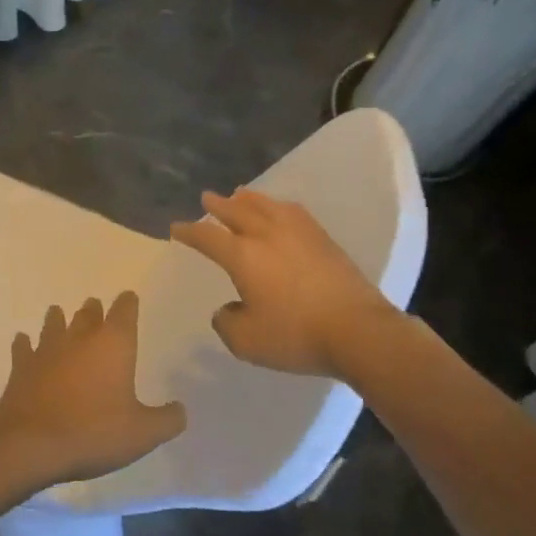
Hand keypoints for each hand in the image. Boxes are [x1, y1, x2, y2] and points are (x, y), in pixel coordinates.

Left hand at [0, 294, 186, 487]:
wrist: (31, 444)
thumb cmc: (94, 433)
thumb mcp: (143, 434)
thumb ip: (166, 420)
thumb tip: (180, 410)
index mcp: (113, 345)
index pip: (124, 312)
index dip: (128, 303)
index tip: (129, 297)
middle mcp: (80, 339)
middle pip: (88, 315)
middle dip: (94, 310)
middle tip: (94, 305)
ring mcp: (47, 350)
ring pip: (54, 324)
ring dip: (58, 319)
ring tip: (58, 313)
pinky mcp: (22, 367)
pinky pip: (24, 348)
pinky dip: (25, 344)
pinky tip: (23, 341)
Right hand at [170, 187, 400, 376]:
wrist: (358, 331)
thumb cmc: (296, 335)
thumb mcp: (246, 342)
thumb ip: (227, 322)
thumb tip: (228, 308)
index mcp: (242, 256)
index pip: (207, 237)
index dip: (189, 232)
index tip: (176, 228)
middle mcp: (267, 235)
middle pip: (237, 212)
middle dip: (218, 205)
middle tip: (207, 197)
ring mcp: (299, 233)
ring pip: (267, 206)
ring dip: (249, 200)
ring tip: (241, 194)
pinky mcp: (324, 239)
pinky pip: (293, 212)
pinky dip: (278, 207)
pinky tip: (282, 211)